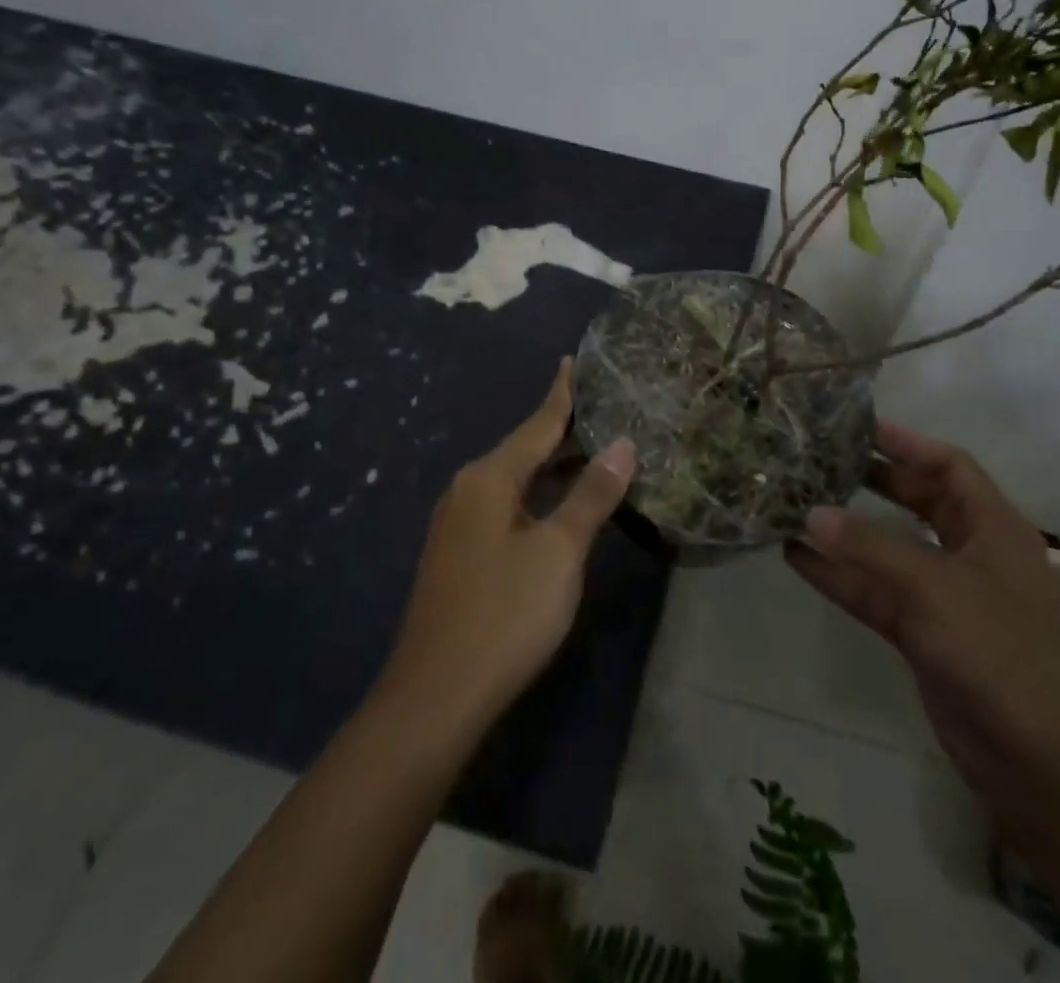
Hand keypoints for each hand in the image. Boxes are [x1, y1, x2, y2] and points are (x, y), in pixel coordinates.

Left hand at [383, 359, 635, 728]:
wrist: (436, 698)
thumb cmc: (505, 614)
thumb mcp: (560, 551)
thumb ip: (592, 495)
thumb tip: (623, 444)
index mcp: (488, 478)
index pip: (537, 423)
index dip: (562, 393)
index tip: (575, 360)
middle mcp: (468, 490)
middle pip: (525, 448)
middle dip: (564, 429)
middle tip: (606, 406)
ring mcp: (459, 524)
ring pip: (517, 480)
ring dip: (554, 465)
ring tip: (595, 447)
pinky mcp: (461, 554)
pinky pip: (508, 505)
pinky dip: (540, 494)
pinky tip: (562, 502)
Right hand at [785, 421, 1059, 832]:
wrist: (1037, 763)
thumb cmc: (1000, 652)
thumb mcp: (935, 589)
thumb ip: (870, 549)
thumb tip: (809, 514)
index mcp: (994, 527)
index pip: (951, 466)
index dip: (909, 443)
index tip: (860, 428)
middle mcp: (970, 552)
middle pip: (918, 501)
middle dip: (874, 481)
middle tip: (823, 460)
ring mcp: (944, 594)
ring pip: (889, 548)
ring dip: (847, 531)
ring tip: (797, 502)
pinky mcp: (922, 632)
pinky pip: (875, 591)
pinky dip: (840, 575)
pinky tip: (797, 556)